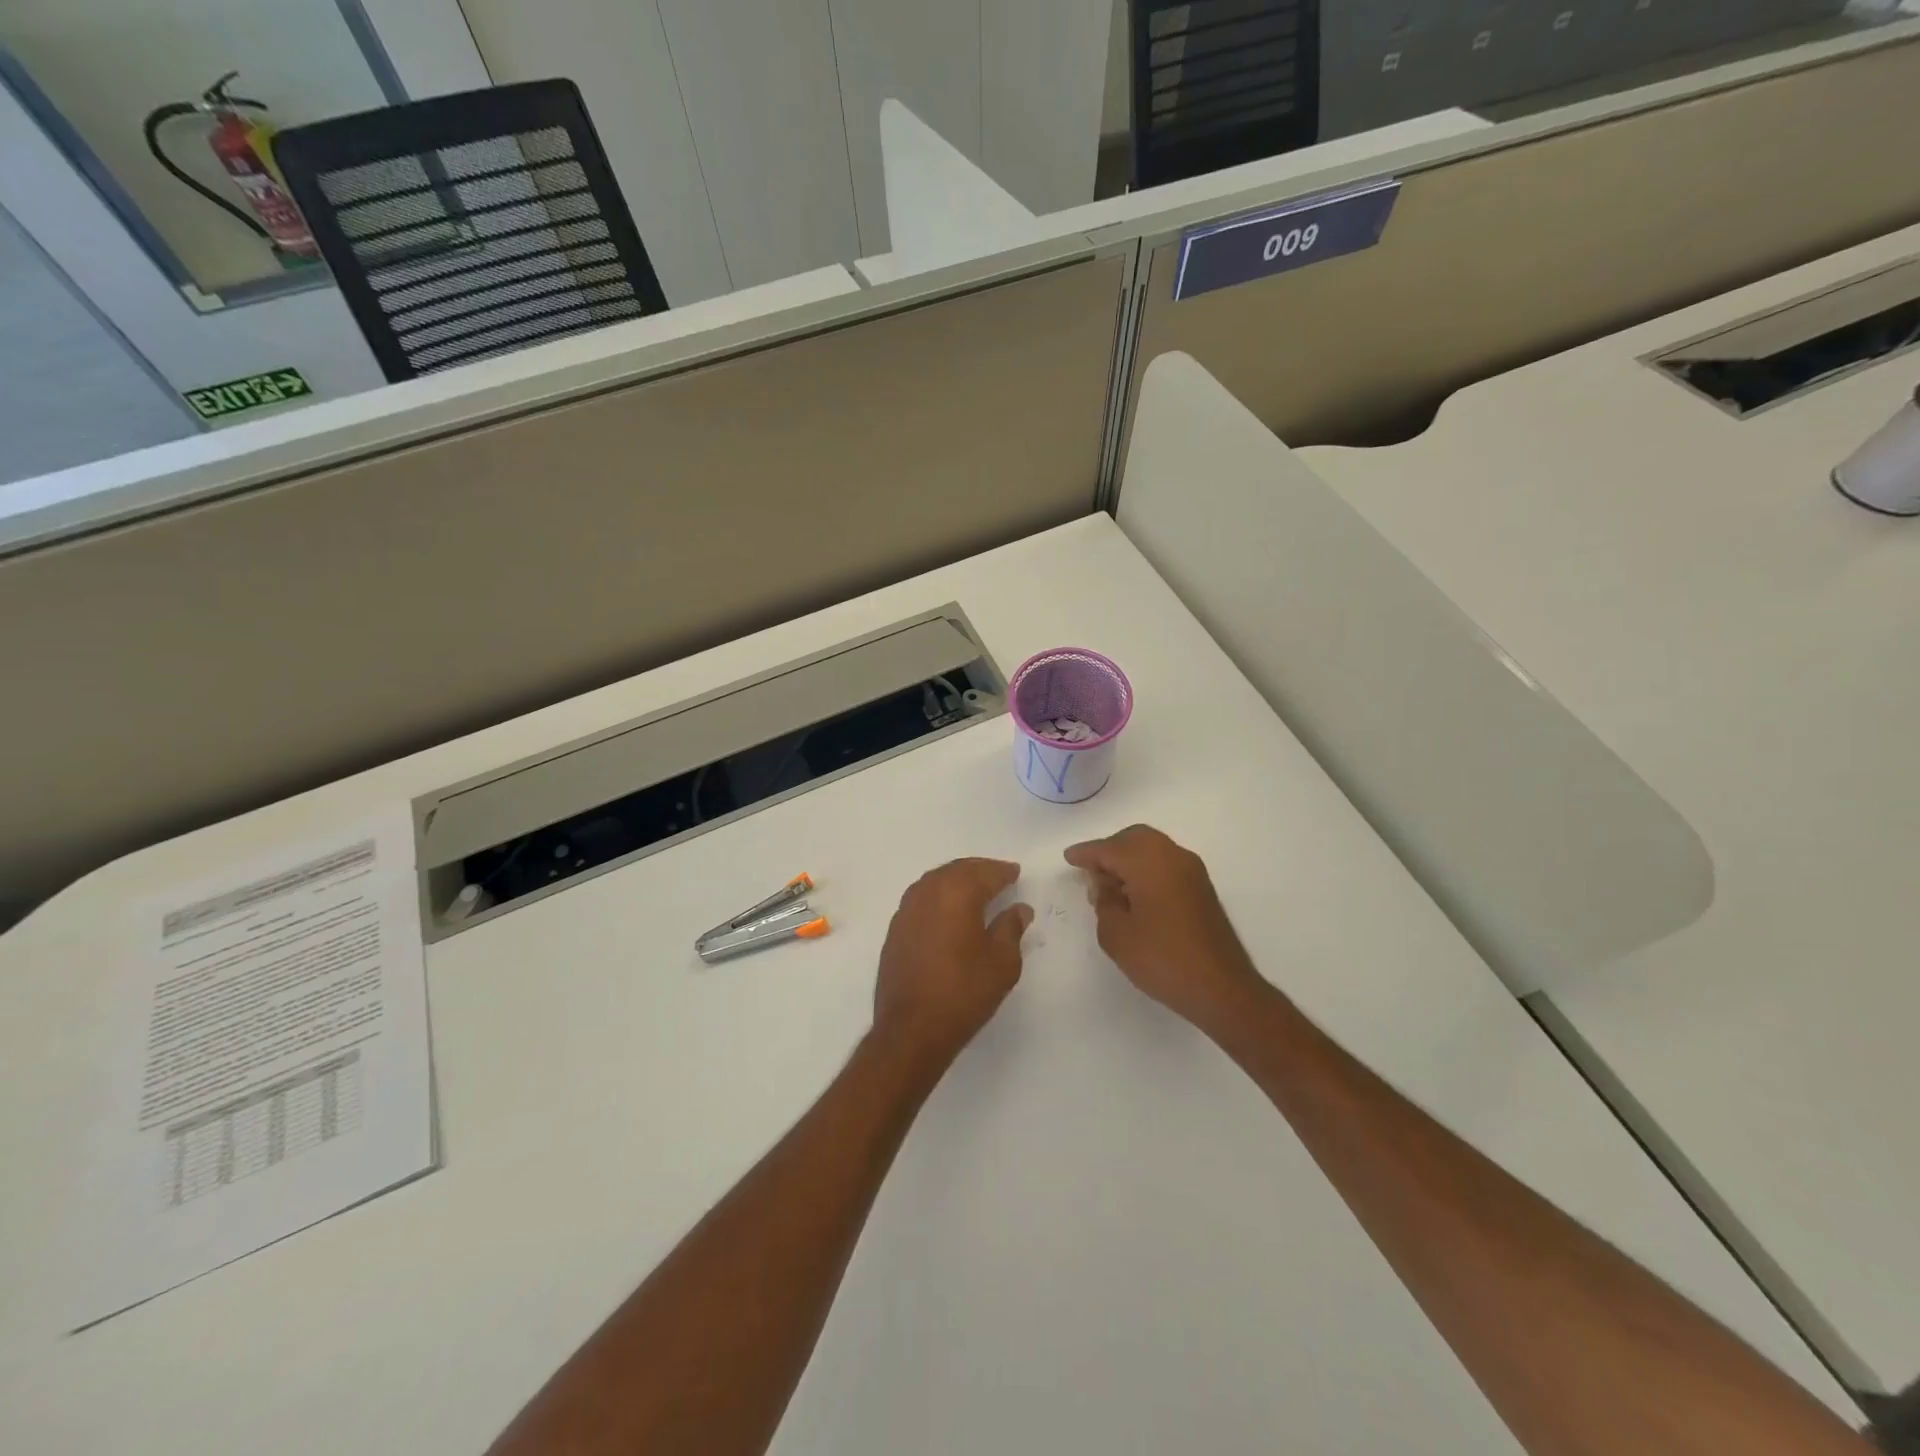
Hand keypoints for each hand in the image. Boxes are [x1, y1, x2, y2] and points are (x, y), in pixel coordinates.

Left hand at [872, 858, 1031, 1066]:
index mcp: (957, 893)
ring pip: (936, 881)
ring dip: (957, 880)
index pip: (986, 873)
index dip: (1003, 872)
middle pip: (958, 870)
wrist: (911, 1029)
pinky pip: (922, 898)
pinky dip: (939, 896)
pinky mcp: (895, 929)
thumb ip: (1011, 928)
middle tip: (998, 876)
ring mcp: (907, 909)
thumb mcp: (1002, 962)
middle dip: (980, 870)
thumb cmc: (964, 992)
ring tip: (976, 891)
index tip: (1016, 873)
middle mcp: (928, 892)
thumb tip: (1019, 909)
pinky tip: (949, 911)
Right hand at [1064, 826, 1265, 1034]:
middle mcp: (1172, 856)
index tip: (1069, 857)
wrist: (1221, 987)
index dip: (1086, 853)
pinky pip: (1166, 864)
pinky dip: (1146, 869)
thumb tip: (1105, 885)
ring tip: (1109, 885)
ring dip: (1129, 859)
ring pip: (1152, 849)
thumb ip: (1104, 902)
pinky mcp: (1201, 888)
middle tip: (1090, 870)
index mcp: (1148, 862)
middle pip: (1134, 839)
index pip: (1109, 848)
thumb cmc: (1162, 959)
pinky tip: (1134, 894)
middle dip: (1110, 850)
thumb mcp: (1116, 934)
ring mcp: (1191, 871)